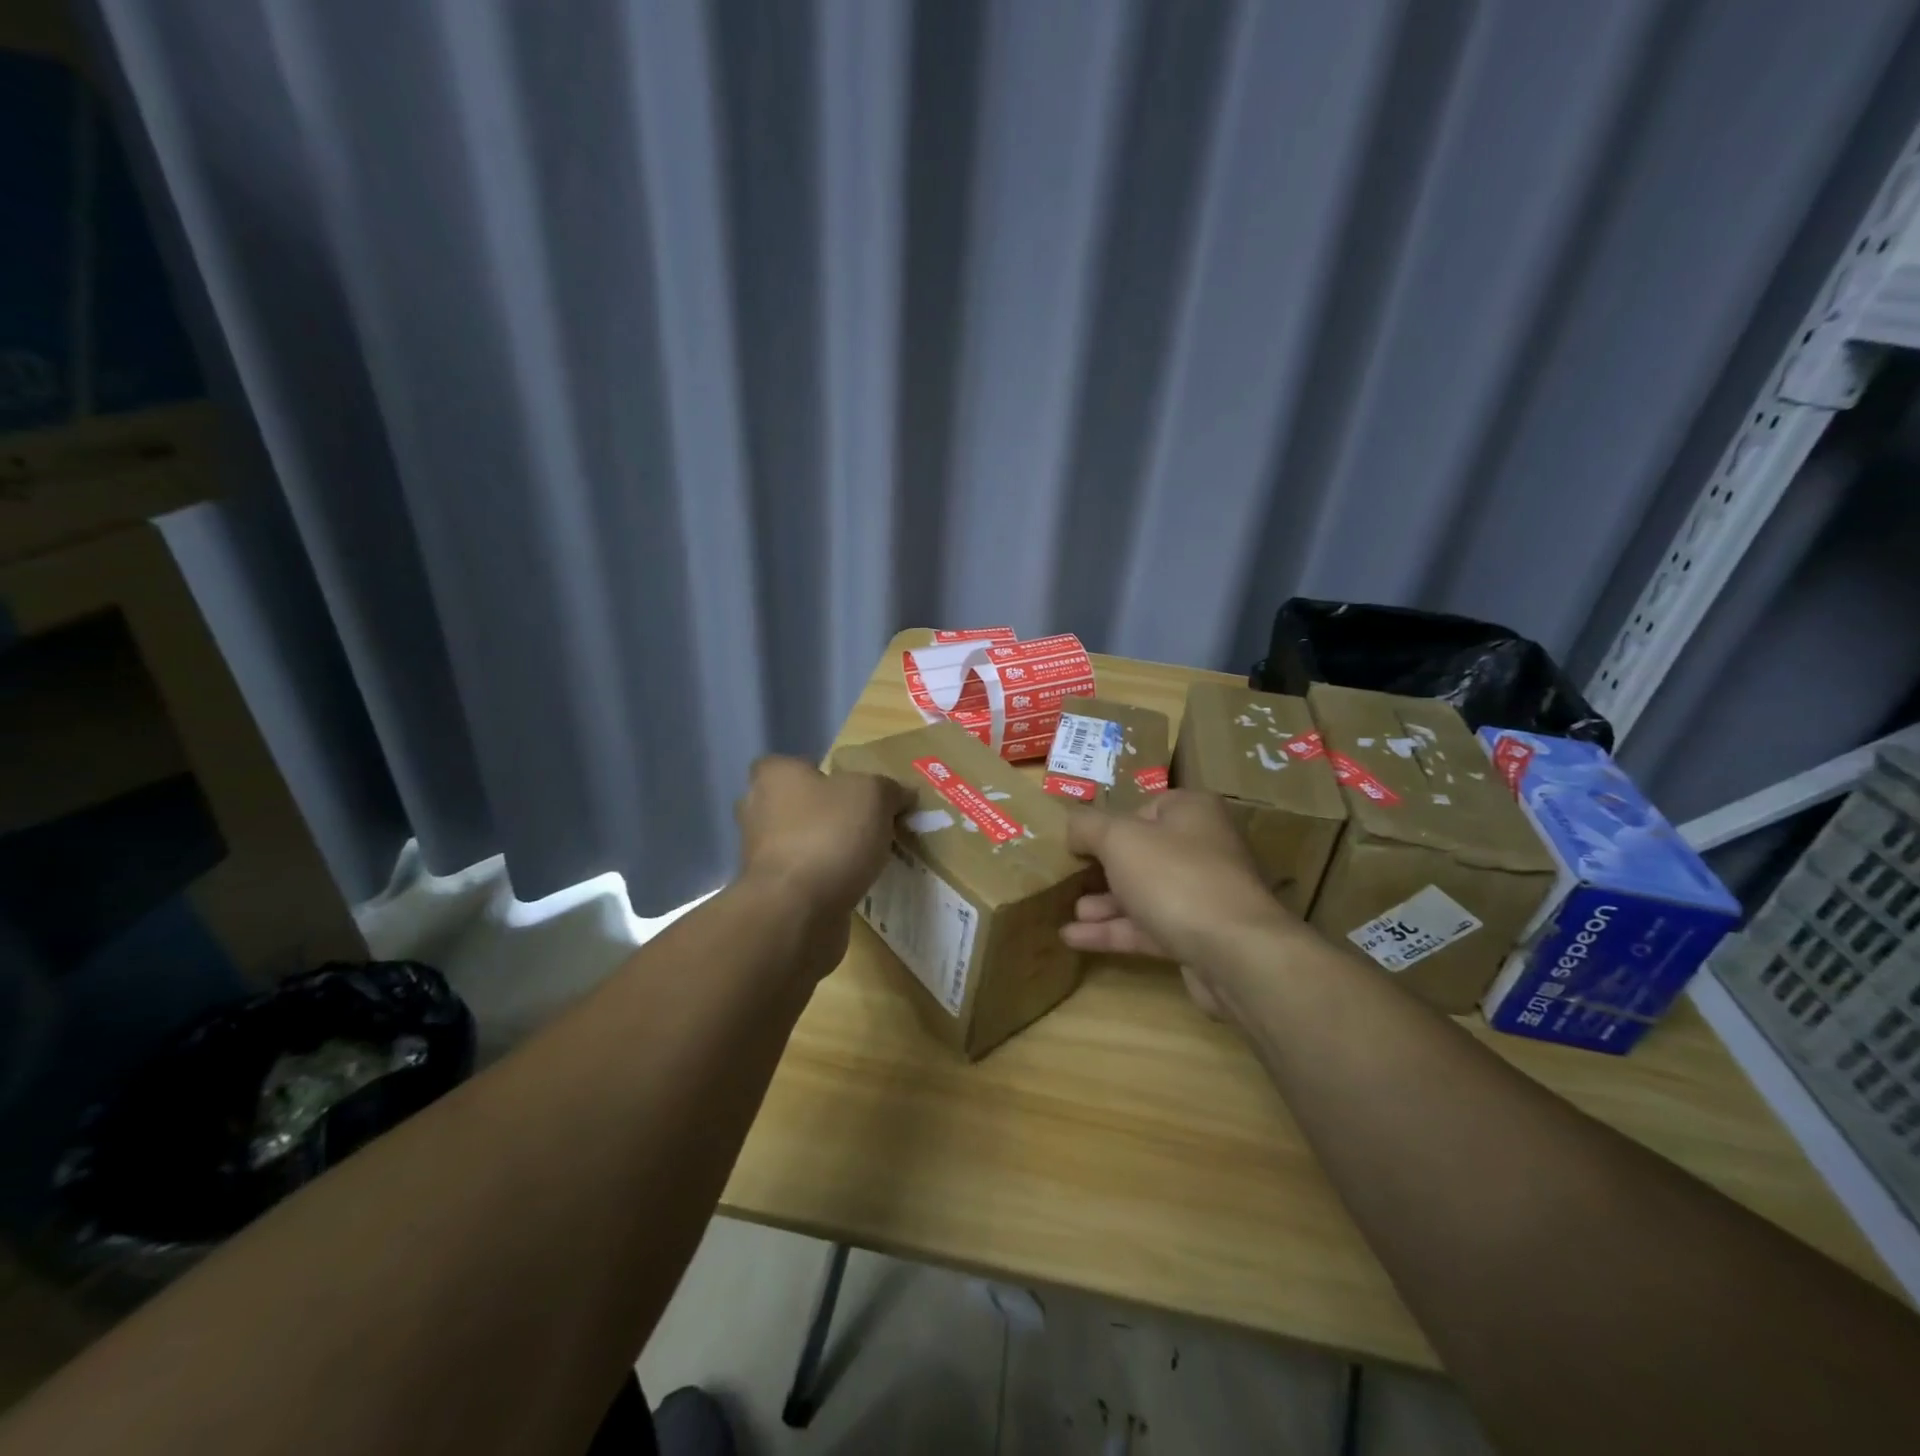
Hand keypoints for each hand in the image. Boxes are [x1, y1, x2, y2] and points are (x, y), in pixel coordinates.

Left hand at [735, 757, 910, 918]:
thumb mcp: (875, 796)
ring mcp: (759, 856)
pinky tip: (853, 885)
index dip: (819, 772)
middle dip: (823, 813)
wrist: (797, 912)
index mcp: (774, 777)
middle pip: (794, 804)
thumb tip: (904, 794)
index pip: (790, 765)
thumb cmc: (829, 835)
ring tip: (866, 857)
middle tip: (863, 823)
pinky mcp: (770, 893)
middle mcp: (757, 811)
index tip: (850, 789)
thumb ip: (890, 789)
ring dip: (825, 848)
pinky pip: (803, 877)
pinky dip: (824, 879)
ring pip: (798, 842)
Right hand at [1062, 791, 1297, 1011]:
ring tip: (1068, 912)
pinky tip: (1075, 939)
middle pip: (1142, 853)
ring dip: (1104, 903)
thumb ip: (1087, 826)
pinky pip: (1148, 927)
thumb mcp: (1118, 839)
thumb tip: (1071, 827)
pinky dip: (1113, 931)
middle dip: (1103, 868)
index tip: (1080, 842)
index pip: (1145, 808)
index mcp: (1192, 812)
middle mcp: (1202, 848)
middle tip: (1069, 878)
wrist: (1234, 953)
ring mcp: (1202, 895)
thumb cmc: (1174, 877)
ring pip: (1143, 893)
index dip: (1111, 824)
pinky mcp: (1197, 936)